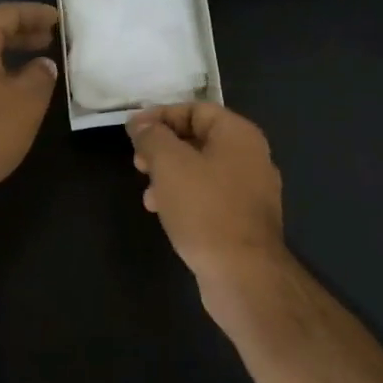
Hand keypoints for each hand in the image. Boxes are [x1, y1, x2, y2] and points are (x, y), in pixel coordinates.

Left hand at [0, 2, 61, 227]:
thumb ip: (40, 76)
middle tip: (47, 41)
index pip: (6, 14)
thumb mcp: (26, 103)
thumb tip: (42, 64)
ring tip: (29, 68)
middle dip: (19, 36)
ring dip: (2, 58)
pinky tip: (0, 95)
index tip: (57, 19)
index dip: (35, 14)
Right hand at [127, 103, 287, 287]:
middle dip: (163, 148)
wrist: (243, 273)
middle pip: (199, 139)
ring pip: (202, 171)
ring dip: (170, 176)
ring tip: (148, 196)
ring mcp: (251, 190)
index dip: (160, 115)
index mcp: (239, 135)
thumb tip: (139, 123)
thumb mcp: (170, 164)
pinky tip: (165, 214)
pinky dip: (185, 198)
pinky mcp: (244, 220)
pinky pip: (210, 197)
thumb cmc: (205, 209)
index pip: (196, 109)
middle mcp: (251, 157)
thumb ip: (152, 137)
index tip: (131, 131)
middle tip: (138, 164)